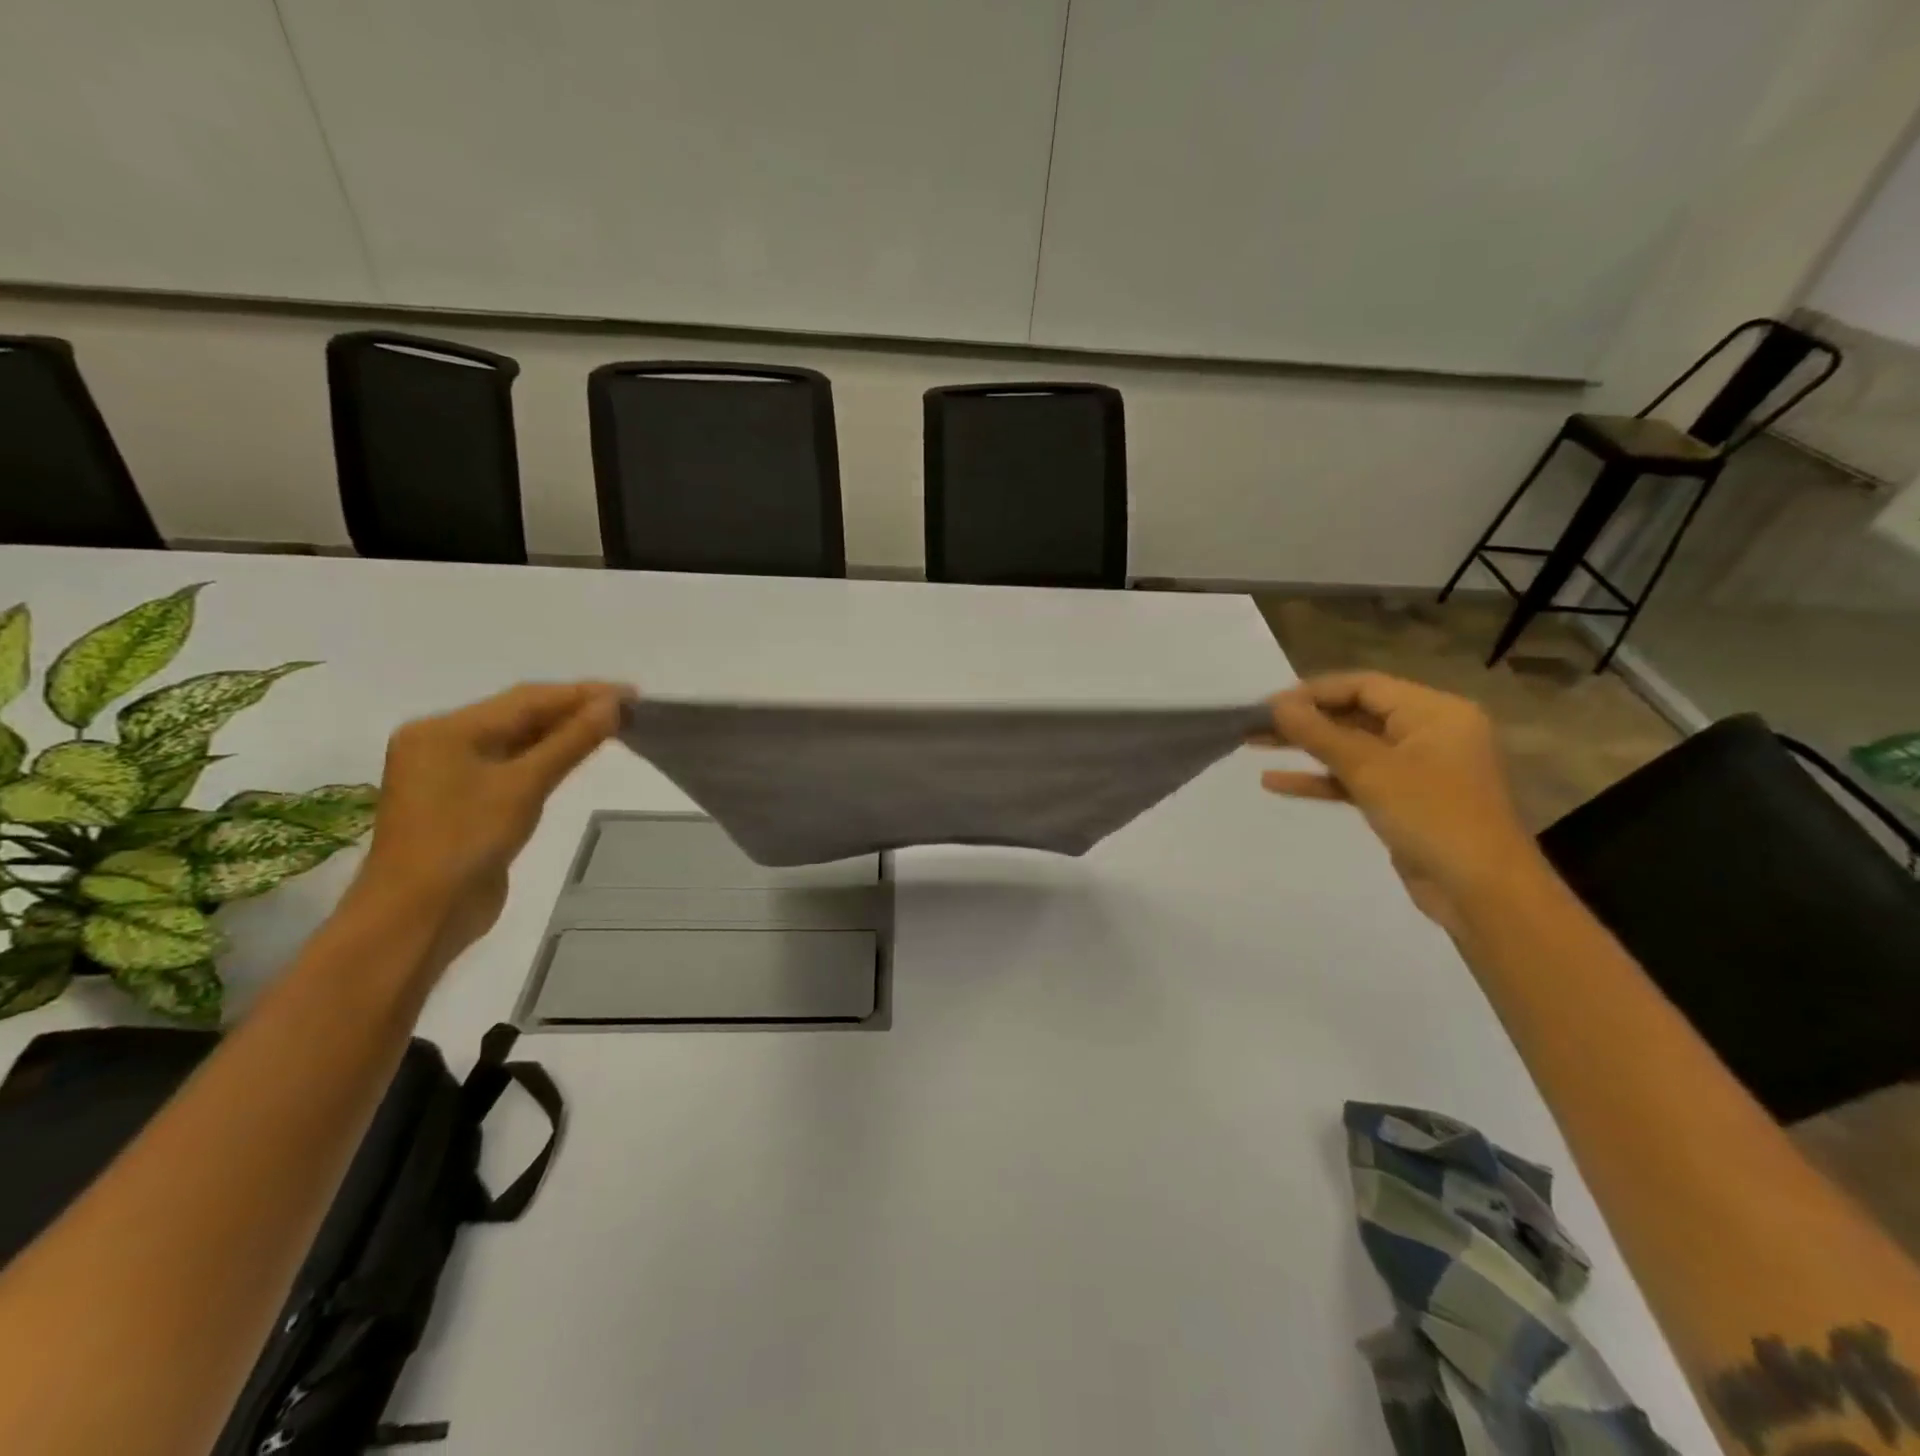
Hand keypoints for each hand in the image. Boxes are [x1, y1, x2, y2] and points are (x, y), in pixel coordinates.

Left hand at [354, 682, 622, 958]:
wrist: (420, 916)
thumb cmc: (466, 842)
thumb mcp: (524, 786)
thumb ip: (570, 741)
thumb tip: (613, 705)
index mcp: (445, 729)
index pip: (526, 698)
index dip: (582, 693)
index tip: (631, 694)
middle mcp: (442, 742)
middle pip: (519, 715)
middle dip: (574, 710)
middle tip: (629, 710)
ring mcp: (451, 773)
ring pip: (517, 740)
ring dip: (563, 733)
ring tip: (614, 728)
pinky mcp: (465, 801)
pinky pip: (512, 766)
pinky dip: (546, 758)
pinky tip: (576, 755)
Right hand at [1258, 672, 1546, 931]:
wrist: (1481, 891)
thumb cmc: (1432, 815)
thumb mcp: (1370, 769)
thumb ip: (1319, 733)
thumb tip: (1276, 705)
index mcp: (1434, 712)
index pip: (1363, 686)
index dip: (1313, 692)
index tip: (1267, 705)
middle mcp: (1428, 732)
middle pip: (1355, 714)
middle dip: (1304, 719)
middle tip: (1254, 723)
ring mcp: (1416, 768)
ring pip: (1351, 748)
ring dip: (1305, 747)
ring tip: (1254, 744)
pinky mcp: (1404, 800)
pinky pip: (1356, 779)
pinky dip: (1320, 778)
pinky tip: (1275, 782)